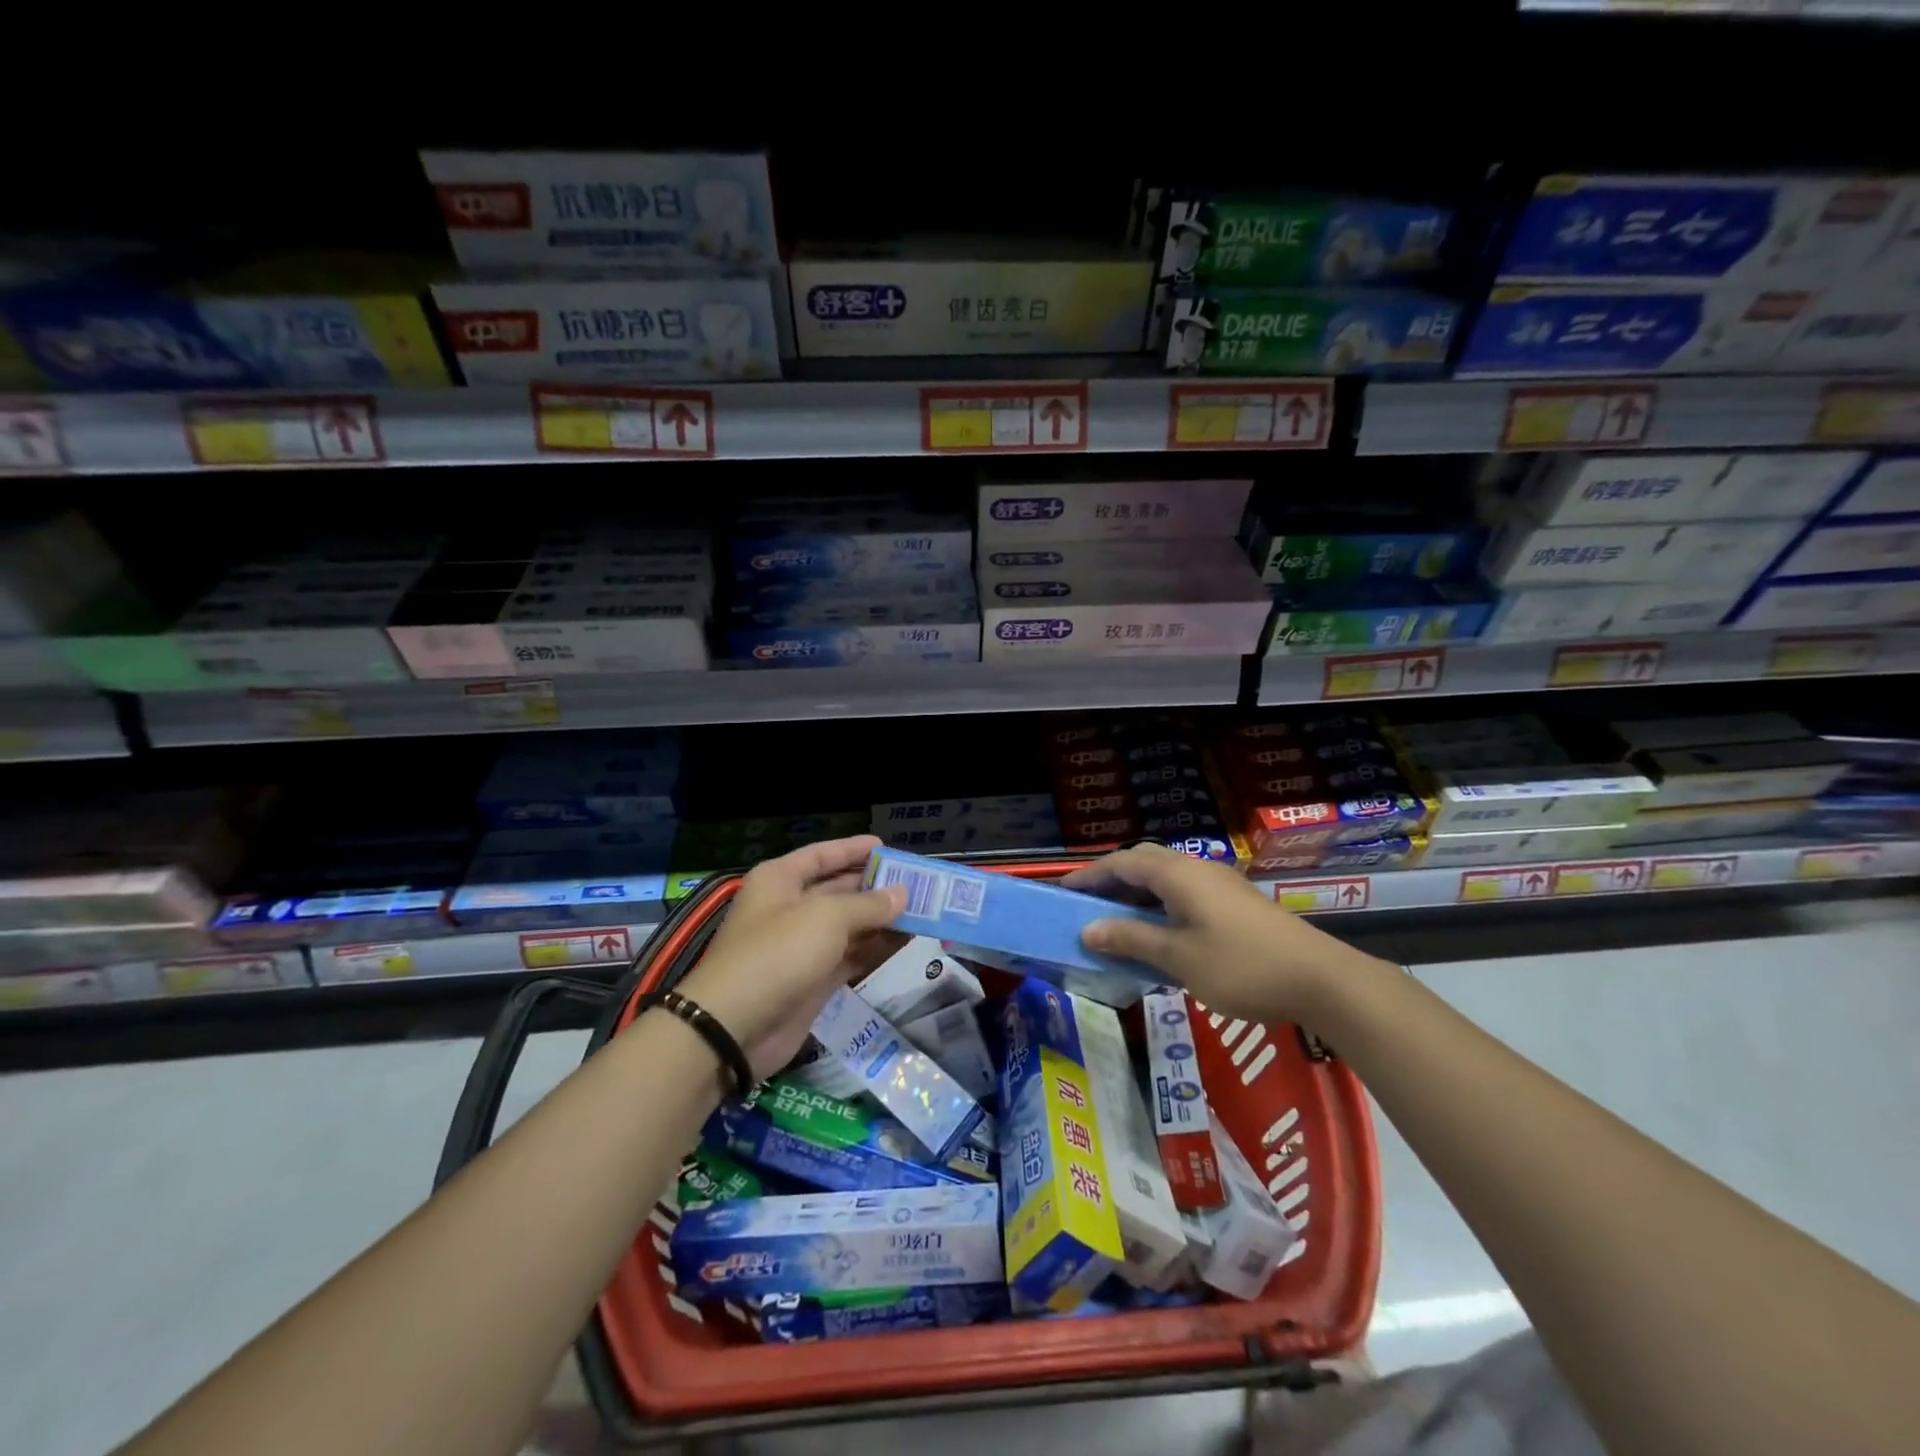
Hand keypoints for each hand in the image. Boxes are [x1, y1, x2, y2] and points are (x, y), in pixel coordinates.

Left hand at [674, 835, 905, 1079]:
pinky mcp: (813, 980)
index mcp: (780, 880)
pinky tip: (905, 941)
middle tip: (917, 883)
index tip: (886, 846)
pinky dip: (876, 949)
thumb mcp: (826, 917)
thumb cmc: (778, 953)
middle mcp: (789, 908)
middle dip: (875, 886)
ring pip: (849, 925)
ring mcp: (801, 946)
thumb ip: (868, 904)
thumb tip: (902, 894)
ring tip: (922, 911)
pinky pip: (851, 956)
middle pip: (838, 889)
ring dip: (881, 919)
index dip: (853, 849)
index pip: (822, 855)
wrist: (735, 1028)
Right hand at [1063, 843, 1383, 1025]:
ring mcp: (1218, 884)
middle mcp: (1196, 869)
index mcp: (1178, 874)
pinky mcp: (1234, 903)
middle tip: (1086, 905)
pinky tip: (1157, 934)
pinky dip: (1159, 906)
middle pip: (1143, 862)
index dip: (1089, 876)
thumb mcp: (1179, 957)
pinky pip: (1183, 892)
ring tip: (1114, 921)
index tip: (1062, 892)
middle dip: (1111, 880)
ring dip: (1136, 894)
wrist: (1321, 979)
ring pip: (1165, 878)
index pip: (1121, 863)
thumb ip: (1131, 939)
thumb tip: (1088, 930)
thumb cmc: (1242, 966)